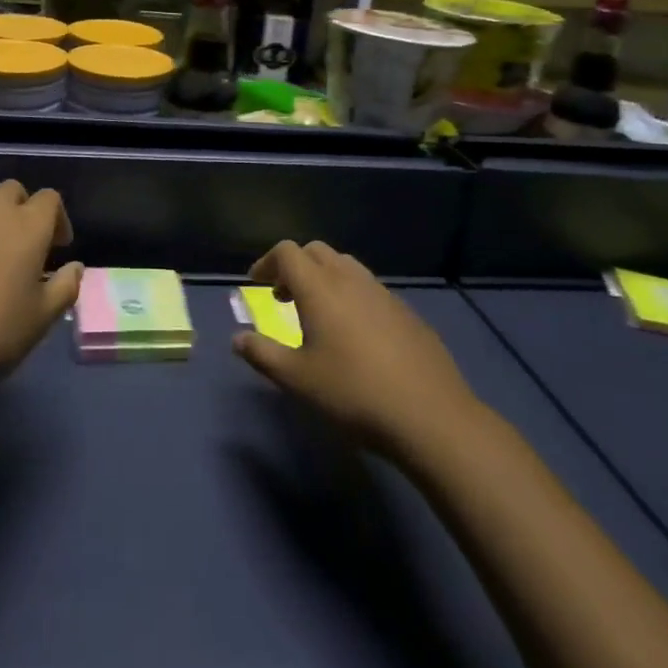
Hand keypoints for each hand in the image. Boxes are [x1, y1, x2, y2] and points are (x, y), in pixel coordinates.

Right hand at [233, 240, 481, 463]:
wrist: (430, 415)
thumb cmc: (353, 393)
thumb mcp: (298, 380)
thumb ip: (263, 354)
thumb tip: (238, 339)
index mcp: (320, 288)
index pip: (287, 252)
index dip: (267, 263)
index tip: (257, 285)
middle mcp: (350, 279)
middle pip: (316, 251)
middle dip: (294, 266)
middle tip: (283, 297)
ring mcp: (382, 293)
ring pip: (345, 266)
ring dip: (323, 277)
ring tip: (317, 313)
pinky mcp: (405, 311)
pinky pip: (368, 287)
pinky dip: (350, 294)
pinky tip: (354, 334)